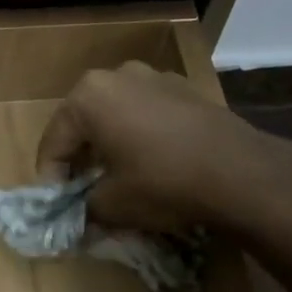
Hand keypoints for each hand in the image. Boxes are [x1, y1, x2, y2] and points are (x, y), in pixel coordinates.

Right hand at [36, 63, 291, 232]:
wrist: (241, 173)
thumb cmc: (162, 183)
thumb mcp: (111, 205)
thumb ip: (84, 208)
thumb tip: (81, 215)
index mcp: (87, 97)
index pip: (53, 144)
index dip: (50, 180)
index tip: (57, 208)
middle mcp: (117, 76)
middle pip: (83, 124)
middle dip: (79, 159)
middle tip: (82, 193)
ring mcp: (155, 77)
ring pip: (116, 116)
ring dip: (109, 146)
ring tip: (117, 179)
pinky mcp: (185, 90)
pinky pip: (147, 114)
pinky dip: (139, 137)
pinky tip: (151, 165)